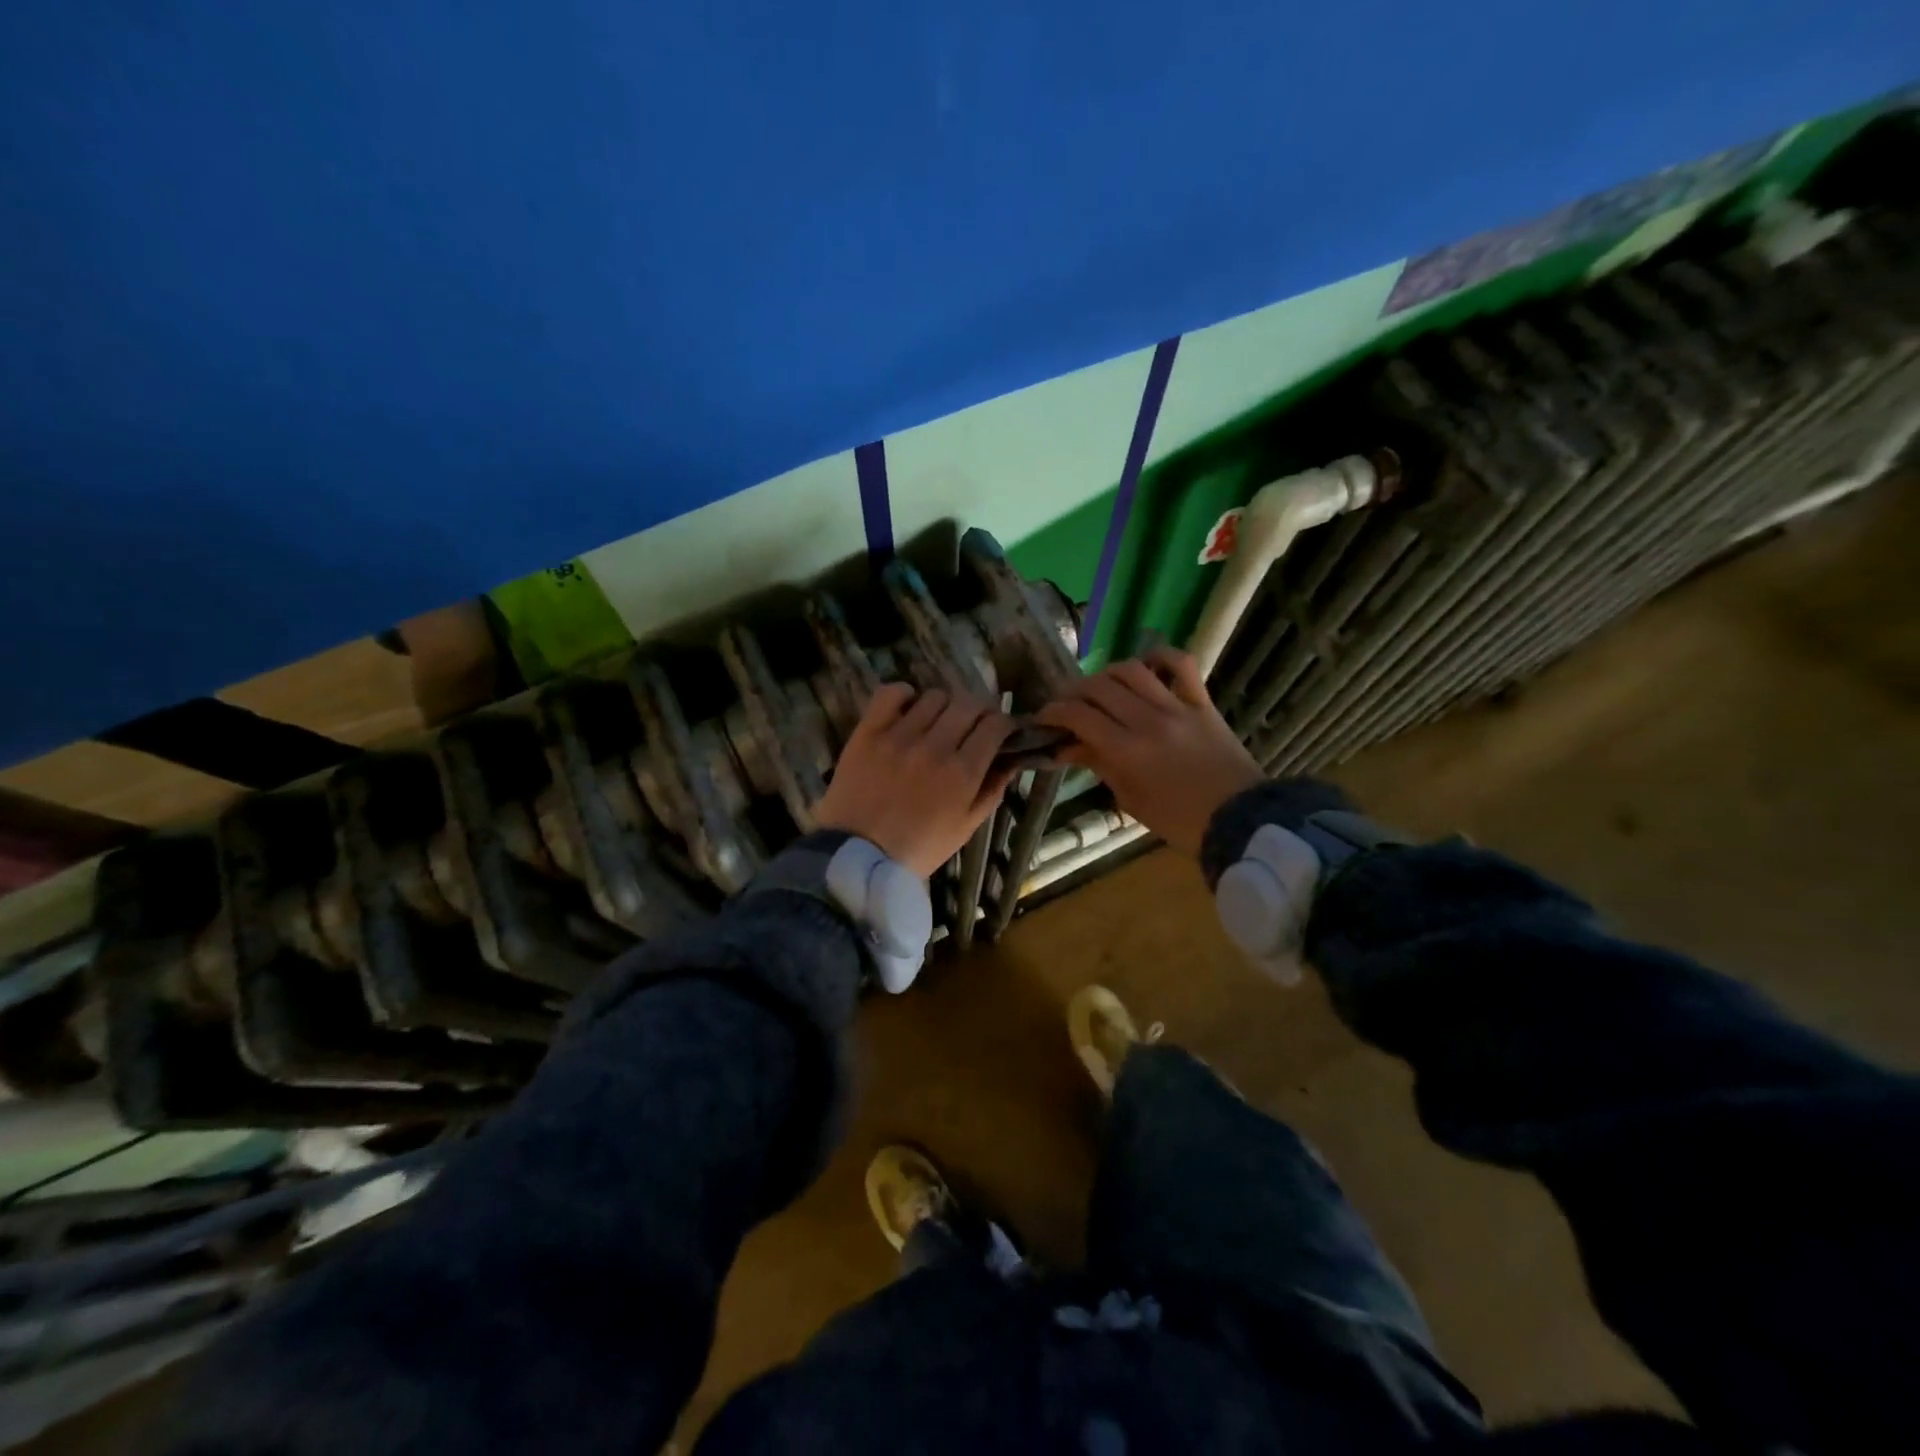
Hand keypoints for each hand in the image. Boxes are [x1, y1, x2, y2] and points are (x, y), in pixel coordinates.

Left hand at [814, 685, 1016, 877]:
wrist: (857, 857)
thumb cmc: (918, 848)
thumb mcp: (965, 827)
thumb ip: (992, 790)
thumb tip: (1012, 760)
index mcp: (963, 773)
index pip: (996, 725)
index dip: (1004, 724)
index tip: (1001, 732)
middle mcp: (934, 746)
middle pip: (968, 703)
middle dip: (979, 711)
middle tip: (973, 725)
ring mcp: (899, 736)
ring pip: (934, 697)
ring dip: (944, 706)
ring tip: (938, 722)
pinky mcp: (868, 732)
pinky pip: (892, 693)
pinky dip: (904, 695)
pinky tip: (908, 710)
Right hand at [1036, 647, 1263, 857]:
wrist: (1241, 820)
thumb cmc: (1180, 821)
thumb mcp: (1131, 799)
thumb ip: (1099, 765)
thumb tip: (1067, 747)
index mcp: (1128, 751)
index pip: (1079, 716)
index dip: (1053, 712)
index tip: (1043, 719)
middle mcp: (1149, 721)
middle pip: (1099, 688)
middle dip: (1074, 693)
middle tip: (1068, 706)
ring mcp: (1178, 707)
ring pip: (1132, 670)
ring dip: (1107, 674)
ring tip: (1100, 688)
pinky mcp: (1202, 702)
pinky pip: (1181, 664)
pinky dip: (1160, 657)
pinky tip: (1145, 665)